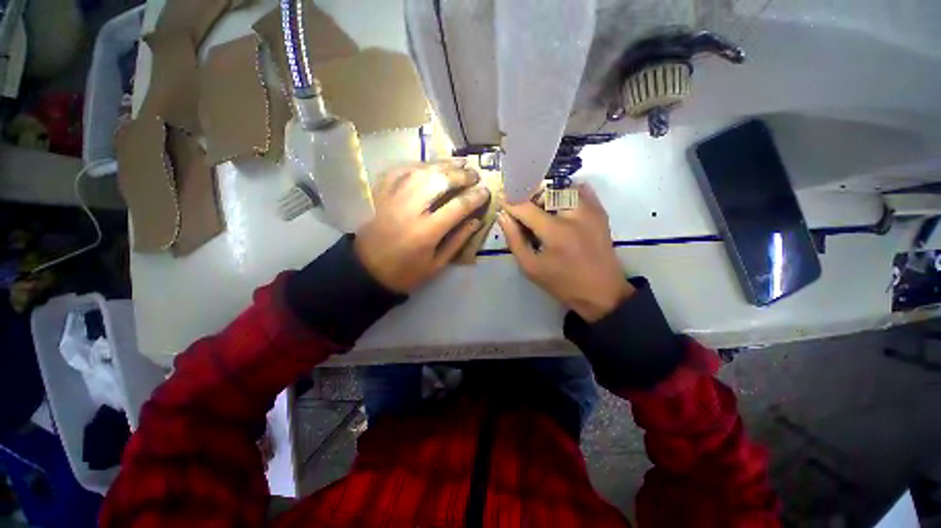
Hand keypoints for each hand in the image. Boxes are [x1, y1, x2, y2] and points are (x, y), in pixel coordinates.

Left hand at [355, 160, 490, 292]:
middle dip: (461, 175)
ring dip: (443, 164)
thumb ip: (457, 241)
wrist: (367, 270)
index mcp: (426, 231)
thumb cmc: (406, 272)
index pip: (457, 206)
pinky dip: (418, 164)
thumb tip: (476, 220)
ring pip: (421, 170)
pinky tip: (430, 165)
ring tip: (460, 163)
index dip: (475, 197)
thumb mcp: (437, 265)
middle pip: (440, 181)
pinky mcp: (380, 193)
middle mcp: (409, 209)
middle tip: (475, 175)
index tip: (486, 192)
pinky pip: (400, 170)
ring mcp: (392, 197)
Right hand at [498, 184, 633, 321]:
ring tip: (542, 209)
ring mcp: (591, 211)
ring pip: (563, 187)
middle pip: (545, 190)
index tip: (501, 199)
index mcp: (555, 232)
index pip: (525, 206)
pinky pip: (582, 190)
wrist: (602, 292)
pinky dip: (567, 192)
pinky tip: (560, 207)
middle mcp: (574, 214)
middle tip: (523, 209)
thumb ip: (514, 240)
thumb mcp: (531, 267)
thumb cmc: (562, 283)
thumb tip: (503, 215)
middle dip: (529, 196)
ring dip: (548, 194)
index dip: (510, 201)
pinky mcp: (601, 212)